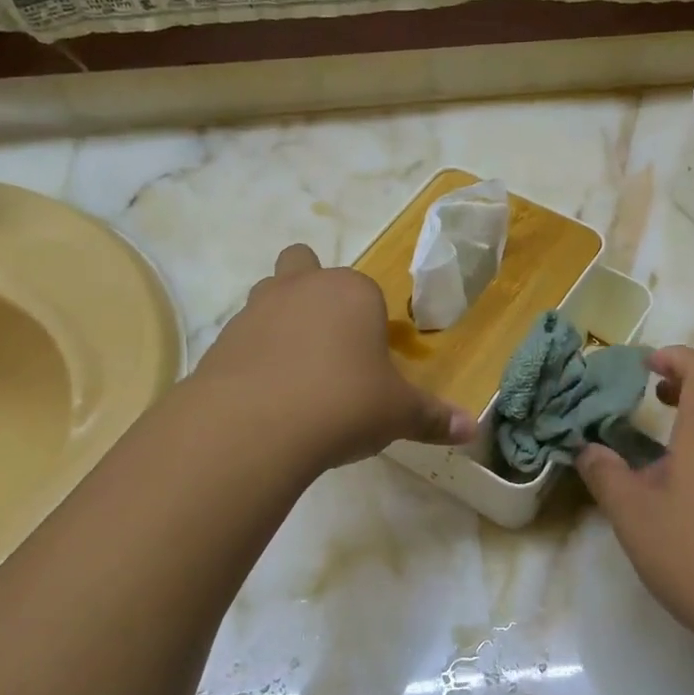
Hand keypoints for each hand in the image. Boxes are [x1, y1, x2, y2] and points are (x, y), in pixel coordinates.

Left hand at [195, 244, 476, 473]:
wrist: (255, 426)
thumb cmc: (344, 404)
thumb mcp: (398, 414)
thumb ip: (434, 418)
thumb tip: (472, 429)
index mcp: (352, 292)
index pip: (367, 292)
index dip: (370, 323)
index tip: (372, 363)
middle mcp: (301, 287)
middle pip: (304, 265)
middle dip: (314, 292)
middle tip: (328, 346)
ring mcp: (256, 309)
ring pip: (269, 296)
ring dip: (282, 321)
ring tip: (296, 374)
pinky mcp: (222, 340)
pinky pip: (243, 338)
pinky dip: (254, 357)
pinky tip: (266, 398)